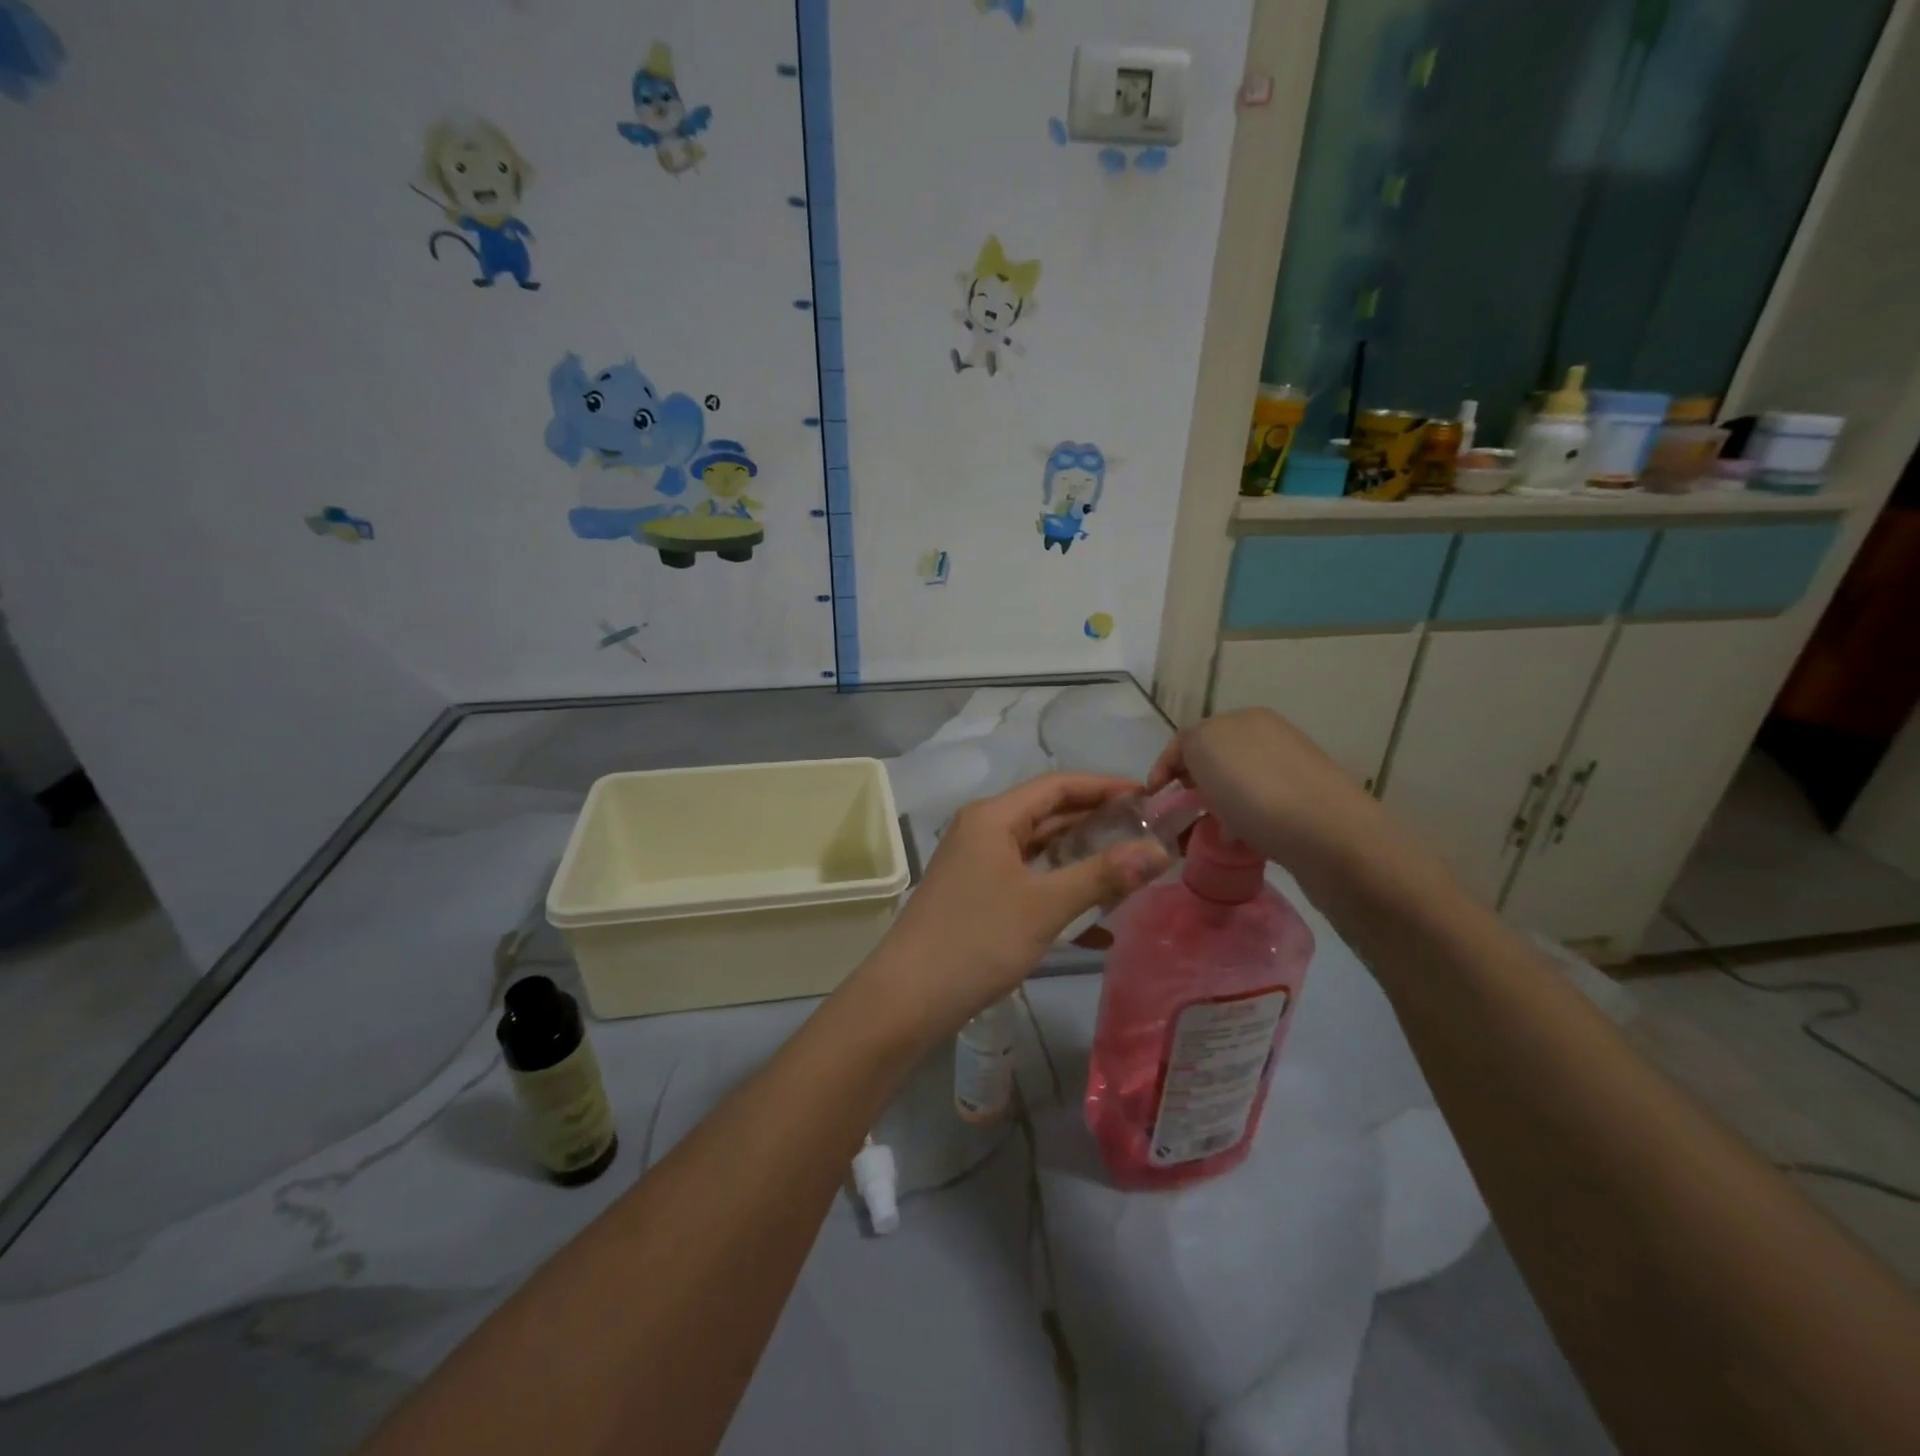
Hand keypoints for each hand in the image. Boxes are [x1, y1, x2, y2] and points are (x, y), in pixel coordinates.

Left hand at [845, 773, 1169, 1046]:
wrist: (908, 998)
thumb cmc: (977, 940)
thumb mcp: (1045, 906)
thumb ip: (1103, 875)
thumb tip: (1158, 851)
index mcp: (994, 817)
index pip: (1058, 785)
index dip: (1105, 787)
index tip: (1150, 799)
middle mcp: (983, 830)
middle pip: (1049, 815)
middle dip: (1098, 824)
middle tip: (1148, 837)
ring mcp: (977, 864)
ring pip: (1040, 851)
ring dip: (1082, 861)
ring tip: (1131, 873)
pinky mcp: (977, 896)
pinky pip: (1028, 882)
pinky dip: (1060, 894)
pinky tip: (1098, 928)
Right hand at [1147, 708, 1387, 880]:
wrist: (1330, 837)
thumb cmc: (1257, 789)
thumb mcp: (1204, 748)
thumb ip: (1187, 745)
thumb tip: (1193, 766)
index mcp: (1245, 718)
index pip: (1188, 737)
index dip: (1164, 766)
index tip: (1151, 798)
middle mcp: (1270, 737)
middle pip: (1214, 761)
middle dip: (1190, 787)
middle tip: (1176, 817)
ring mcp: (1291, 771)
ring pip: (1235, 787)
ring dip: (1214, 808)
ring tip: (1206, 835)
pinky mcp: (1306, 806)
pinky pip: (1257, 810)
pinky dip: (1241, 823)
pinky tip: (1239, 842)